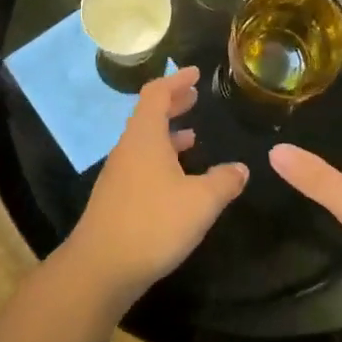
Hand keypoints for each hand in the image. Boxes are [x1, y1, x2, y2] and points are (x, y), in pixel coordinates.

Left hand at [68, 67, 248, 302]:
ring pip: (144, 141)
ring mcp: (119, 174)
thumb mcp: (200, 201)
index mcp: (144, 137)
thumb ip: (224, 181)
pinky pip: (141, 164)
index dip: (176, 80)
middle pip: (148, 114)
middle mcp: (128, 149)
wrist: (100, 268)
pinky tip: (178, 179)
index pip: (156, 93)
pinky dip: (161, 158)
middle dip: (173, 104)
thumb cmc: (153, 224)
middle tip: (195, 97)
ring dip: (167, 133)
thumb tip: (241, 168)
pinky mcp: (117, 198)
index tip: (195, 73)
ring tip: (192, 135)